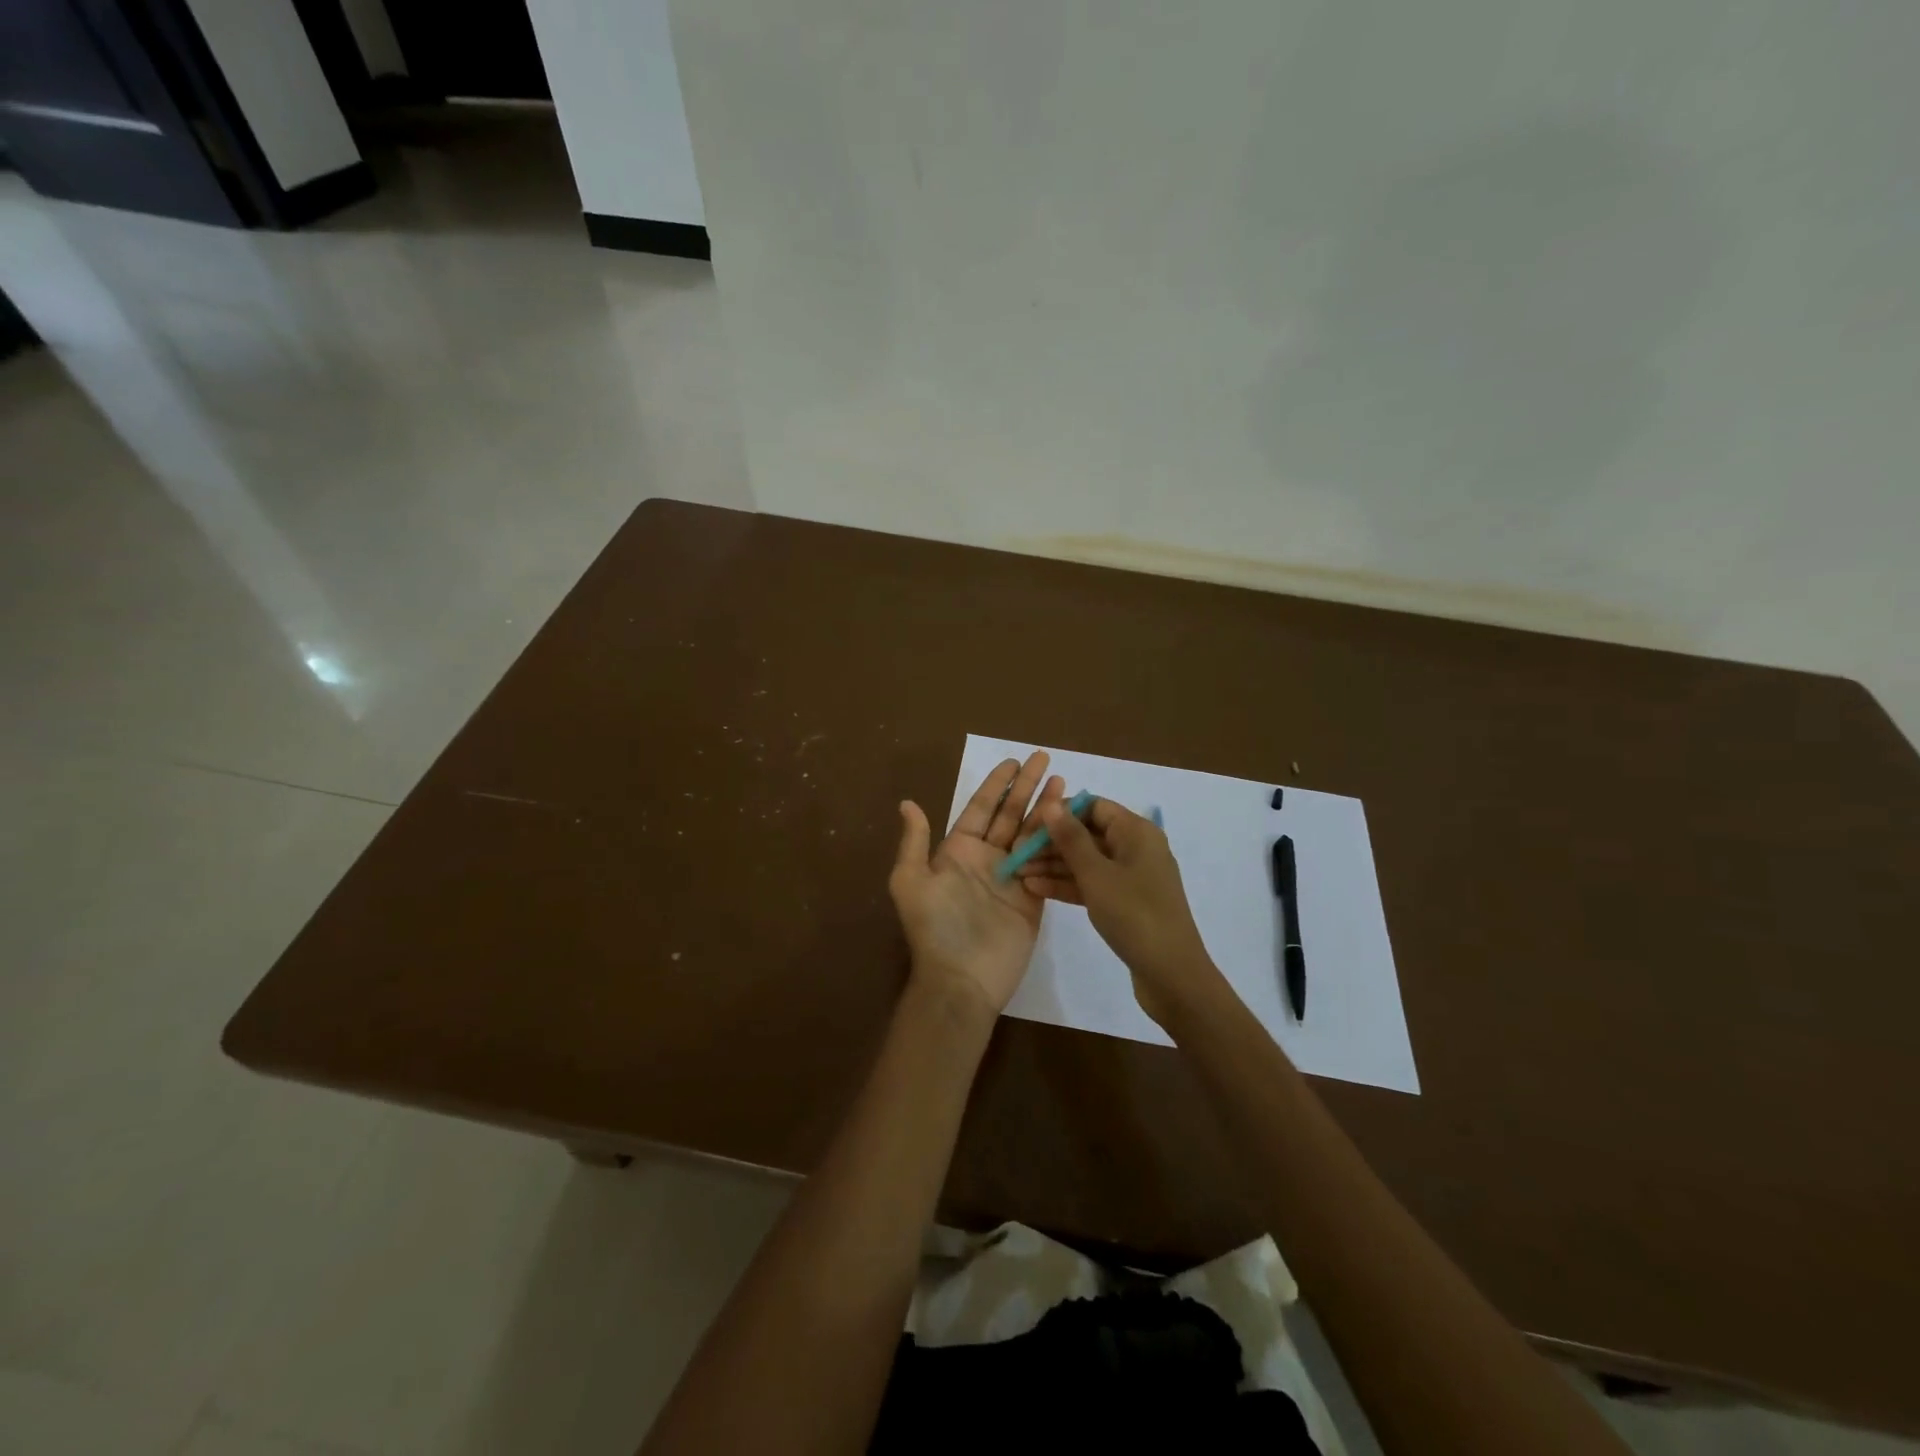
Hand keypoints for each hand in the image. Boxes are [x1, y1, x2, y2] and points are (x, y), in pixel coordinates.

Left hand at [890, 752, 1064, 1022]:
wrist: (962, 979)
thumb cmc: (935, 928)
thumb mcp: (911, 882)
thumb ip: (915, 842)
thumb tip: (908, 803)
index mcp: (958, 851)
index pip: (981, 808)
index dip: (998, 784)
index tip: (1015, 762)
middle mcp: (986, 859)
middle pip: (1010, 814)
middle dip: (1027, 787)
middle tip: (1046, 759)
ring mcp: (1012, 877)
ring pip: (1031, 833)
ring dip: (1046, 808)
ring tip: (1065, 782)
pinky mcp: (1034, 896)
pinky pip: (1047, 862)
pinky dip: (1058, 841)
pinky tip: (1071, 821)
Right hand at [1017, 795, 1222, 1027]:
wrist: (1172, 975)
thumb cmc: (1135, 915)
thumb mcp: (1097, 874)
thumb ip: (1071, 838)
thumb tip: (1051, 804)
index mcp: (1137, 832)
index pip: (1093, 807)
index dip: (1060, 812)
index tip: (1028, 826)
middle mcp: (1136, 848)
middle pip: (1087, 834)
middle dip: (1051, 842)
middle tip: (1015, 852)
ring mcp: (1131, 877)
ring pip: (1087, 861)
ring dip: (1053, 865)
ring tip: (1017, 873)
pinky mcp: (1125, 902)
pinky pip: (1092, 884)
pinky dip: (1066, 885)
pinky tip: (1035, 889)